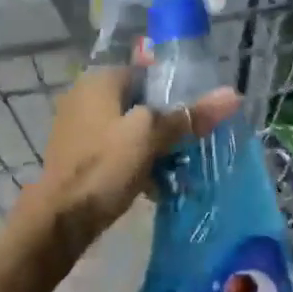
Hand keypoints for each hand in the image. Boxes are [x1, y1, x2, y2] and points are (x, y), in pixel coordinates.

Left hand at [25, 67, 241, 252]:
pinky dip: (135, 163)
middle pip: (139, 102)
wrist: (59, 219)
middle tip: (193, 144)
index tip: (198, 113)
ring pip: (129, 129)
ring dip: (153, 147)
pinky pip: (116, 151)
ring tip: (179, 168)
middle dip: (166, 123)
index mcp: (99, 81)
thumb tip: (233, 94)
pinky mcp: (78, 156)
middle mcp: (84, 97)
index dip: (174, 91)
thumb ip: (189, 115)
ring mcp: (78, 128)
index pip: (147, 72)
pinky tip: (155, 185)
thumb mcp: (151, 137)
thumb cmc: (104, 167)